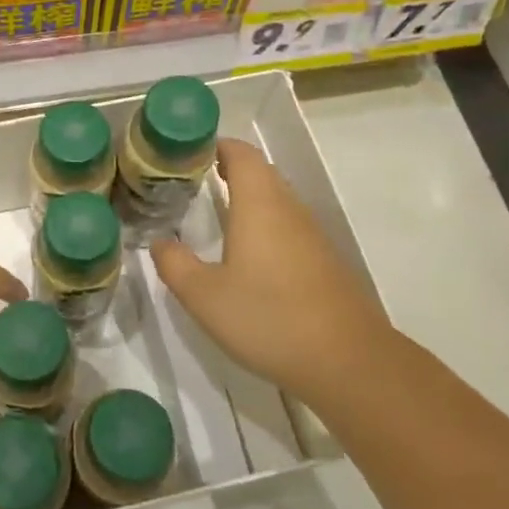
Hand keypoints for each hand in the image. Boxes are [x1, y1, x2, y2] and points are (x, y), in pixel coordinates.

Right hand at [150, 139, 390, 404]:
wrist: (348, 362)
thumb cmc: (269, 318)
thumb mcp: (204, 296)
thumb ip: (175, 264)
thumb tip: (159, 242)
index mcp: (259, 204)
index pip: (241, 154)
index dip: (217, 147)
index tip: (189, 155)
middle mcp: (289, 209)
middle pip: (261, 173)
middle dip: (229, 170)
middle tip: (194, 184)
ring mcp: (312, 235)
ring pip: (277, 200)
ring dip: (249, 199)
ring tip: (216, 216)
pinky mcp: (325, 262)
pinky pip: (290, 227)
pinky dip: (266, 226)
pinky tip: (250, 257)